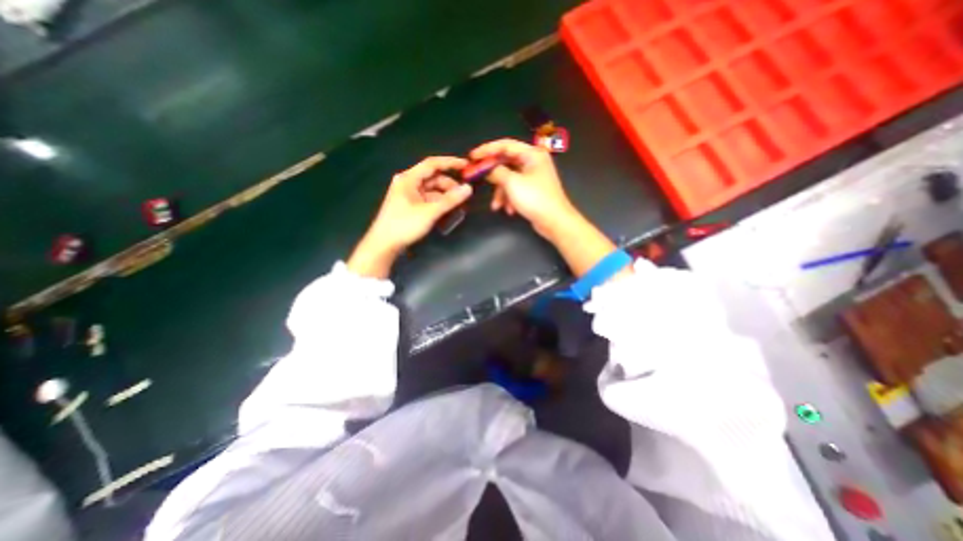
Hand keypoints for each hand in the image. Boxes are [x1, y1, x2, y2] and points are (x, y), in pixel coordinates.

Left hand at [353, 154, 473, 277]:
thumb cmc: (404, 225)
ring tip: (458, 205)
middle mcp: (408, 183)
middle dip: (449, 185)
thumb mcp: (429, 212)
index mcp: (409, 178)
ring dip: (445, 196)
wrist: (384, 244)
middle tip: (464, 195)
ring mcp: (409, 195)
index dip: (450, 163)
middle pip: (433, 178)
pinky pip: (428, 199)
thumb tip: (469, 188)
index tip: (466, 165)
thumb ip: (450, 200)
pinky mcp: (410, 205)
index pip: (432, 164)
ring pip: (432, 190)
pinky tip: (448, 211)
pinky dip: (439, 203)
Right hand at [472, 139, 620, 276]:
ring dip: (501, 192)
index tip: (472, 156)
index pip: (505, 145)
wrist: (554, 222)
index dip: (487, 149)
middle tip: (479, 179)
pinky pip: (515, 189)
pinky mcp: (532, 190)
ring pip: (509, 179)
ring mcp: (533, 176)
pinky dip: (509, 198)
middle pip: (506, 163)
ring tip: (497, 206)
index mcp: (532, 154)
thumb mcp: (512, 183)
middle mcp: (533, 162)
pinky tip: (509, 210)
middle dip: (493, 176)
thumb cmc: (535, 199)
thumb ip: (496, 172)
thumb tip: (486, 169)